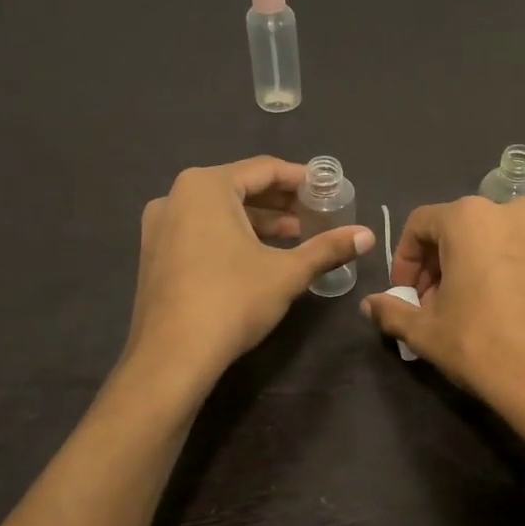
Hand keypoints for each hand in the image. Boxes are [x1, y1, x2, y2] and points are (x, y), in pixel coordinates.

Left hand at [124, 157, 372, 387]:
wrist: (173, 356)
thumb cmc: (233, 300)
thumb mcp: (287, 272)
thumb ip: (328, 248)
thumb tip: (369, 235)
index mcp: (206, 186)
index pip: (264, 169)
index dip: (301, 179)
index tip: (329, 191)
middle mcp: (176, 196)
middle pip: (239, 188)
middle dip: (281, 202)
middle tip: (316, 215)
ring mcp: (160, 227)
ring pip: (219, 212)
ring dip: (259, 222)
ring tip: (296, 236)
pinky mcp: (155, 254)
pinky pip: (201, 231)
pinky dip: (232, 236)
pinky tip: (259, 257)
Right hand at [361, 196, 524, 449]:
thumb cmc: (483, 347)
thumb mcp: (426, 332)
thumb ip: (392, 311)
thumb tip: (369, 305)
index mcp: (471, 218)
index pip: (420, 225)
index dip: (404, 260)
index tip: (404, 295)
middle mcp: (512, 211)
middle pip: (458, 228)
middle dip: (437, 265)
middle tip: (431, 305)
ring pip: (492, 240)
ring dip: (469, 267)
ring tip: (464, 310)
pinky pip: (522, 253)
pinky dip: (502, 271)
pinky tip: (500, 310)